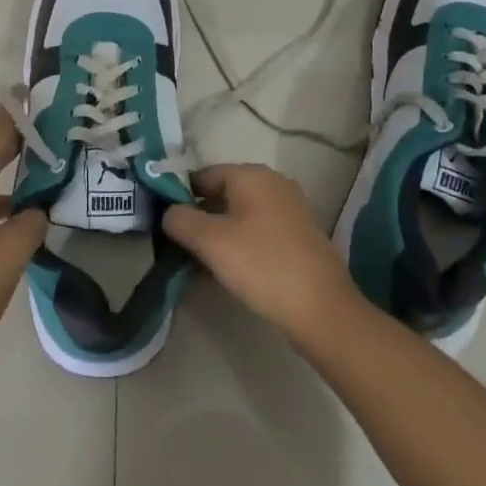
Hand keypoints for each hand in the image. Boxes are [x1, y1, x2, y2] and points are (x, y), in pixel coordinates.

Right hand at [163, 164, 358, 341]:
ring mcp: (289, 210)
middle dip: (198, 219)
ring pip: (239, 217)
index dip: (178, 196)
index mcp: (251, 175)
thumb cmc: (262, 265)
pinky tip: (226, 273)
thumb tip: (169, 213)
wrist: (322, 310)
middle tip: (177, 248)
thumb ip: (181, 220)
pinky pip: (257, 233)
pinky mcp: (298, 237)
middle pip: (221, 195)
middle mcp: (272, 184)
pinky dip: (239, 246)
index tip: (163, 224)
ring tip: (197, 265)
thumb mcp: (211, 241)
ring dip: (217, 236)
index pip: (202, 175)